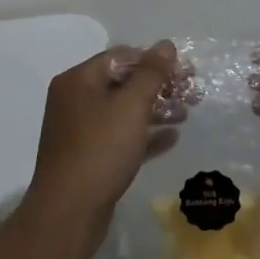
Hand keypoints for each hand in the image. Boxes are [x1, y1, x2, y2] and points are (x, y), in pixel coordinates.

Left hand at [26, 40, 178, 254]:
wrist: (68, 213)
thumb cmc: (100, 150)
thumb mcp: (131, 106)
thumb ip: (151, 73)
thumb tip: (166, 45)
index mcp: (78, 80)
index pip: (121, 56)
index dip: (154, 60)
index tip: (184, 72)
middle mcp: (75, 100)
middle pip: (123, 83)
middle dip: (158, 87)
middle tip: (191, 94)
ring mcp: (80, 131)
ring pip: (123, 112)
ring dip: (155, 110)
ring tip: (185, 115)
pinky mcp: (88, 158)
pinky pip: (121, 138)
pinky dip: (145, 135)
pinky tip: (171, 139)